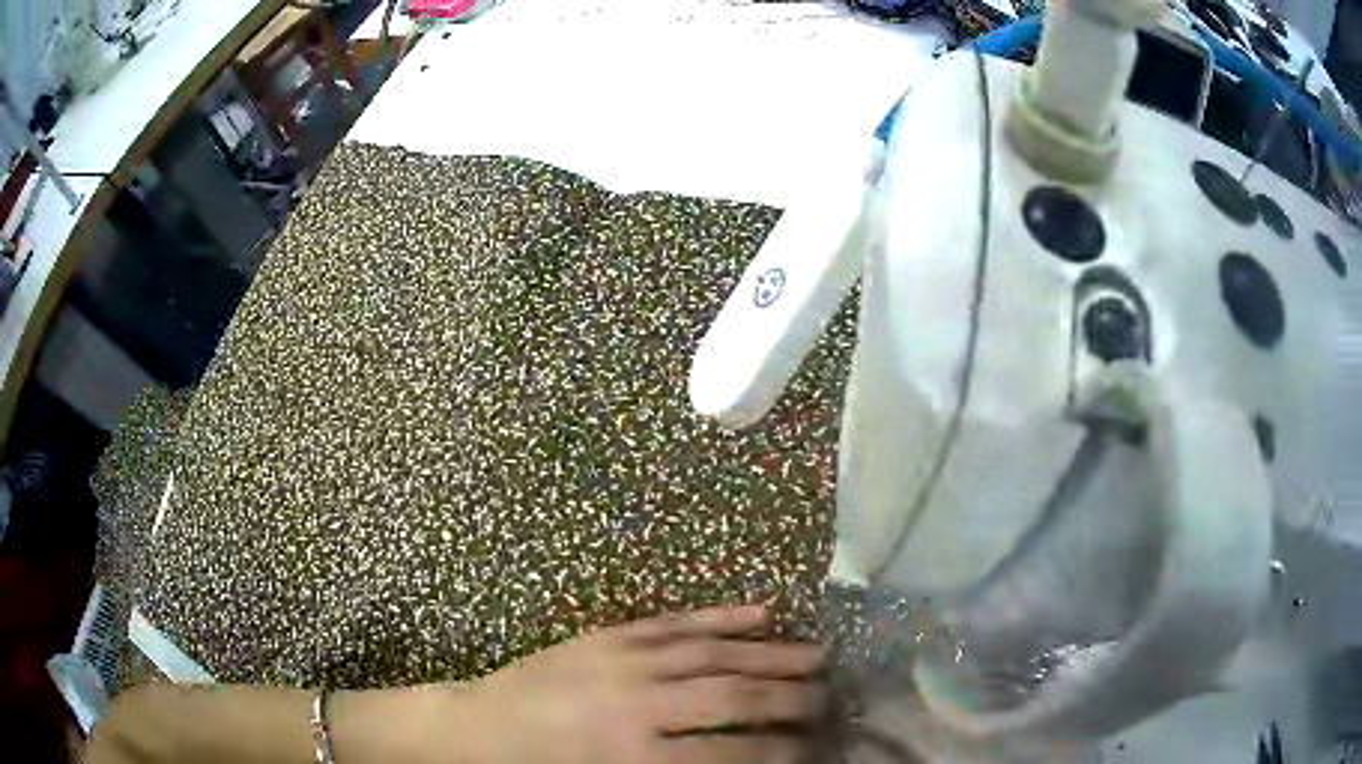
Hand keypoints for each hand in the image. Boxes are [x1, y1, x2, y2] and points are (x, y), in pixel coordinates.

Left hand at [448, 605, 827, 763]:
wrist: (479, 729)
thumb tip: (742, 762)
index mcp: (635, 755)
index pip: (731, 753)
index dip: (781, 752)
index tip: (816, 750)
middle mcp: (639, 703)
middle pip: (734, 695)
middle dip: (791, 698)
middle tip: (832, 698)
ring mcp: (625, 660)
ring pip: (714, 652)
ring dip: (772, 653)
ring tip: (818, 655)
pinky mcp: (611, 635)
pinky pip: (677, 623)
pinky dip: (723, 617)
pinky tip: (761, 613)